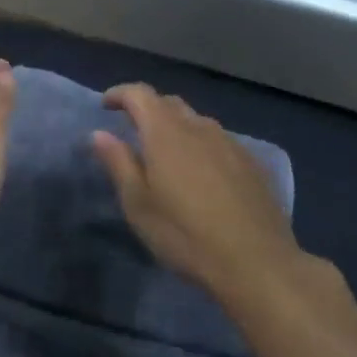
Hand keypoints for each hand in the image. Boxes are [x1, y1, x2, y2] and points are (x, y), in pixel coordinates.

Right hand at [93, 84, 330, 310]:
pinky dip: (201, 145)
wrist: (256, 262)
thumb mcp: (138, 204)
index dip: (120, 94)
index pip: (140, 94)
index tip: (105, 105)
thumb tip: (99, 134)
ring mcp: (231, 144)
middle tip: (133, 130)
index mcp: (166, 133)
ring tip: (166, 154)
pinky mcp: (252, 164)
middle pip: (170, 103)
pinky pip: (219, 141)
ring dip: (176, 128)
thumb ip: (118, 163)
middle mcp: (200, 127)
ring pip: (197, 122)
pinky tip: (201, 174)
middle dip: (148, 109)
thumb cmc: (185, 234)